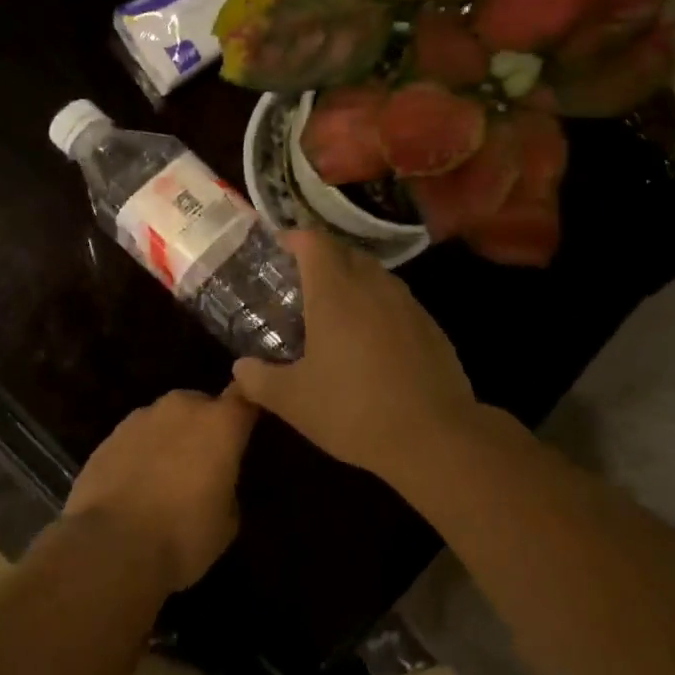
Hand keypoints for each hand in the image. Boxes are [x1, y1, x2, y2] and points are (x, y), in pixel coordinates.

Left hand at [64, 388, 256, 591]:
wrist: (110, 548)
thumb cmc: (182, 535)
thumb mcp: (227, 522)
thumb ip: (228, 487)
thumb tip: (217, 483)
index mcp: (220, 422)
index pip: (245, 397)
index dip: (247, 409)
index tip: (248, 426)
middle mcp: (182, 407)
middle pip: (201, 405)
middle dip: (204, 426)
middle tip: (203, 462)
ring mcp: (141, 418)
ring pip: (165, 420)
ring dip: (169, 438)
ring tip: (164, 477)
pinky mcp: (108, 437)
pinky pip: (135, 439)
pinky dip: (139, 454)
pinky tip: (133, 486)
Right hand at [232, 231, 476, 484]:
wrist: (434, 436)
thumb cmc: (353, 410)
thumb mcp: (293, 401)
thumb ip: (259, 379)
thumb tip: (240, 368)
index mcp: (336, 292)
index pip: (314, 242)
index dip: (294, 238)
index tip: (279, 247)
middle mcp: (373, 286)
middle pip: (346, 251)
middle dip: (323, 258)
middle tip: (301, 282)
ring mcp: (407, 303)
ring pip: (375, 275)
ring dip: (353, 280)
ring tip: (335, 309)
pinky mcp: (431, 325)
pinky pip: (397, 301)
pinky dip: (378, 306)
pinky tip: (372, 340)